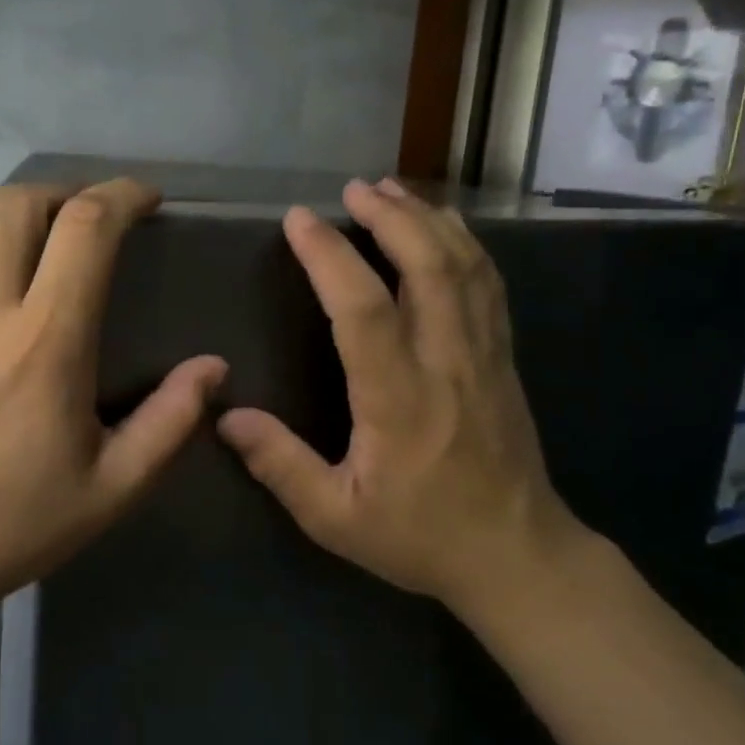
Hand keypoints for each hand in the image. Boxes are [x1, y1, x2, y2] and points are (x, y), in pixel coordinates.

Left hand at [0, 179, 226, 613]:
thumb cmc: (11, 523)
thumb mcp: (111, 489)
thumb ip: (170, 422)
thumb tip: (212, 368)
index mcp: (44, 342)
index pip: (84, 229)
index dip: (123, 196)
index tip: (152, 201)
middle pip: (22, 202)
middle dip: (74, 191)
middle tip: (110, 217)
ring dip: (33, 207)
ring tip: (68, 234)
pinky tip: (20, 272)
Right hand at [217, 178, 583, 618]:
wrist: (518, 557)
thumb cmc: (420, 537)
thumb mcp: (335, 517)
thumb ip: (280, 465)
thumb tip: (226, 416)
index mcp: (398, 400)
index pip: (363, 309)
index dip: (329, 257)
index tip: (298, 220)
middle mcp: (446, 363)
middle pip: (427, 267)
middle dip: (389, 217)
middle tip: (353, 187)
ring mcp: (484, 355)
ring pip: (464, 267)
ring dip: (427, 219)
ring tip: (392, 189)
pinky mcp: (503, 358)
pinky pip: (489, 284)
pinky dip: (465, 244)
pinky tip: (444, 226)